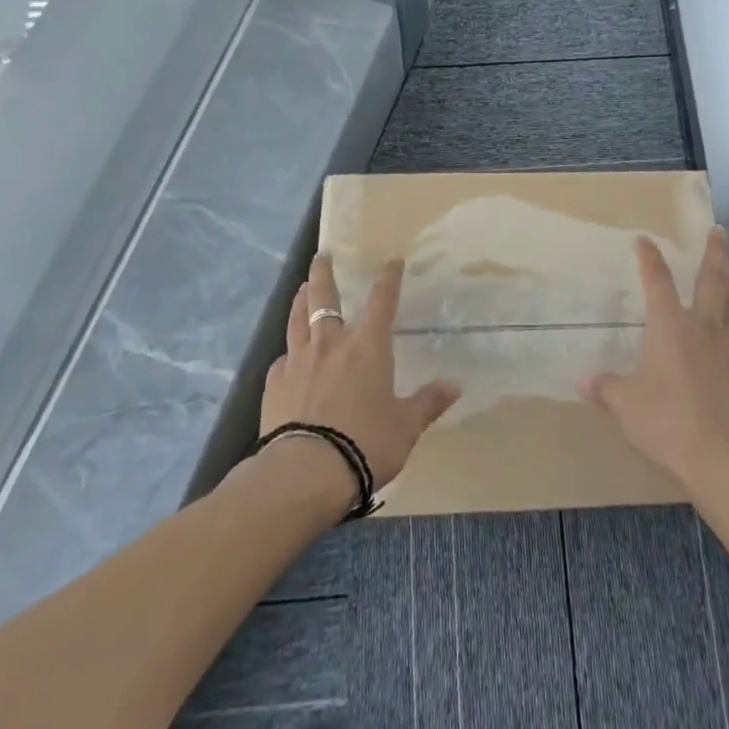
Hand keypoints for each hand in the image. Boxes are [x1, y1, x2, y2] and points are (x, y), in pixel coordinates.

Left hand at [261, 254, 460, 491]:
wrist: (306, 472)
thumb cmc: (366, 443)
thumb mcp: (406, 426)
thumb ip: (427, 402)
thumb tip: (454, 386)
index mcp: (368, 348)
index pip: (382, 301)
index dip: (388, 279)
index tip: (391, 261)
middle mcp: (331, 344)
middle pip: (324, 298)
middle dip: (324, 274)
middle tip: (322, 256)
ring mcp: (298, 361)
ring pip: (297, 320)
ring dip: (301, 301)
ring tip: (302, 289)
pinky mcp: (274, 384)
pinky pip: (282, 360)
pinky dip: (288, 354)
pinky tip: (287, 359)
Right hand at [579, 226, 728, 490]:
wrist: (722, 456)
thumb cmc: (666, 422)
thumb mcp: (626, 405)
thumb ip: (606, 389)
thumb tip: (581, 382)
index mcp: (670, 326)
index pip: (657, 281)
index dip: (649, 259)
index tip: (644, 240)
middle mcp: (705, 325)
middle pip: (712, 279)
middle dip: (715, 252)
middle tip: (721, 231)